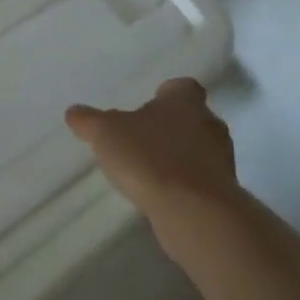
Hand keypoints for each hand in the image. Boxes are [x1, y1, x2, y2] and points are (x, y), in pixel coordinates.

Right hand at [66, 77, 237, 222]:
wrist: (195, 212)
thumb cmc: (150, 158)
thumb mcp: (105, 134)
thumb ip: (89, 121)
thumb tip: (74, 112)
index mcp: (184, 102)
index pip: (183, 87)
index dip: (167, 93)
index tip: (150, 104)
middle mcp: (209, 124)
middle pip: (192, 117)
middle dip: (171, 125)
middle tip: (143, 137)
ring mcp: (222, 160)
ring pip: (200, 148)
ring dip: (180, 155)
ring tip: (150, 169)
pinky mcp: (225, 192)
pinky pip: (203, 179)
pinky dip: (186, 183)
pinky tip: (163, 194)